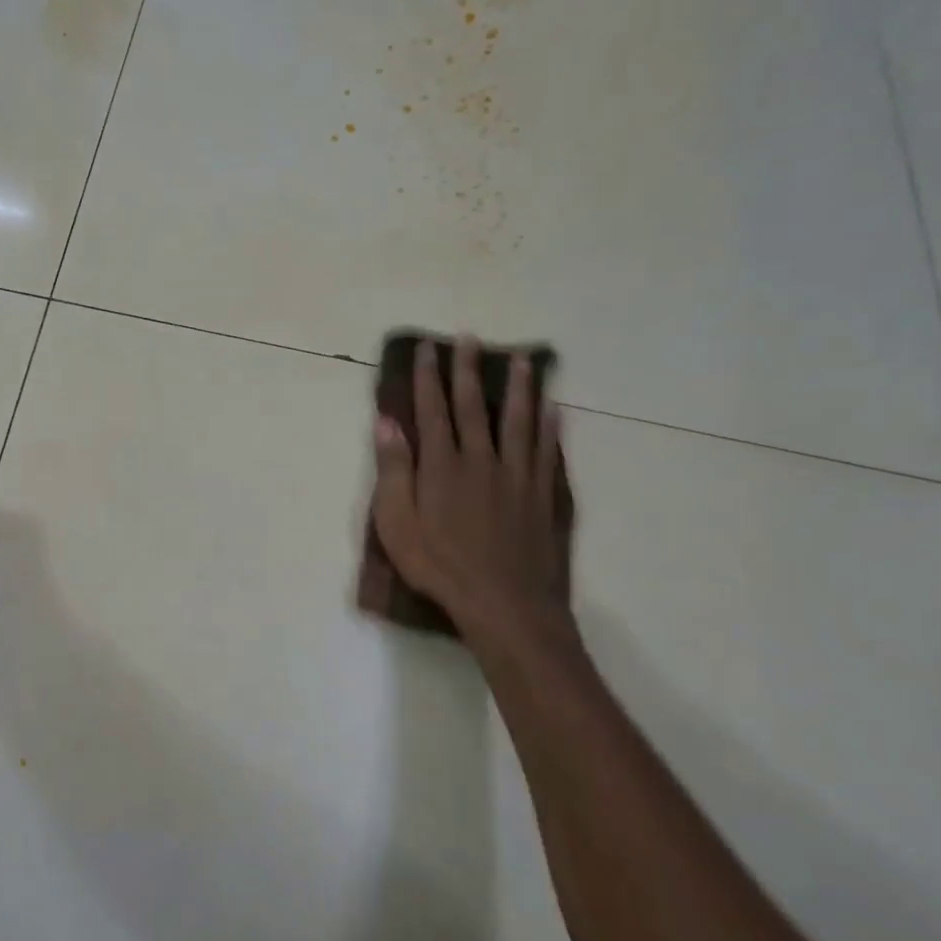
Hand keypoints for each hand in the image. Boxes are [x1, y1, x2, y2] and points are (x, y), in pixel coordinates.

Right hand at [370, 339, 573, 652]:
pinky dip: (549, 426)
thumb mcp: (397, 522)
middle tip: (470, 338)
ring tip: (523, 361)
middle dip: (468, 370)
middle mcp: (481, 459)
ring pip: (518, 420)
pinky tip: (553, 410)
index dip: (429, 377)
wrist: (504, 602)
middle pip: (474, 405)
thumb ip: (393, 470)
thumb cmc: (439, 565)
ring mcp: (516, 475)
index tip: (428, 348)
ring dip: (519, 388)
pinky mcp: (541, 495)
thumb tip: (387, 422)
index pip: (433, 409)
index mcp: (442, 465)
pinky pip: (546, 451)